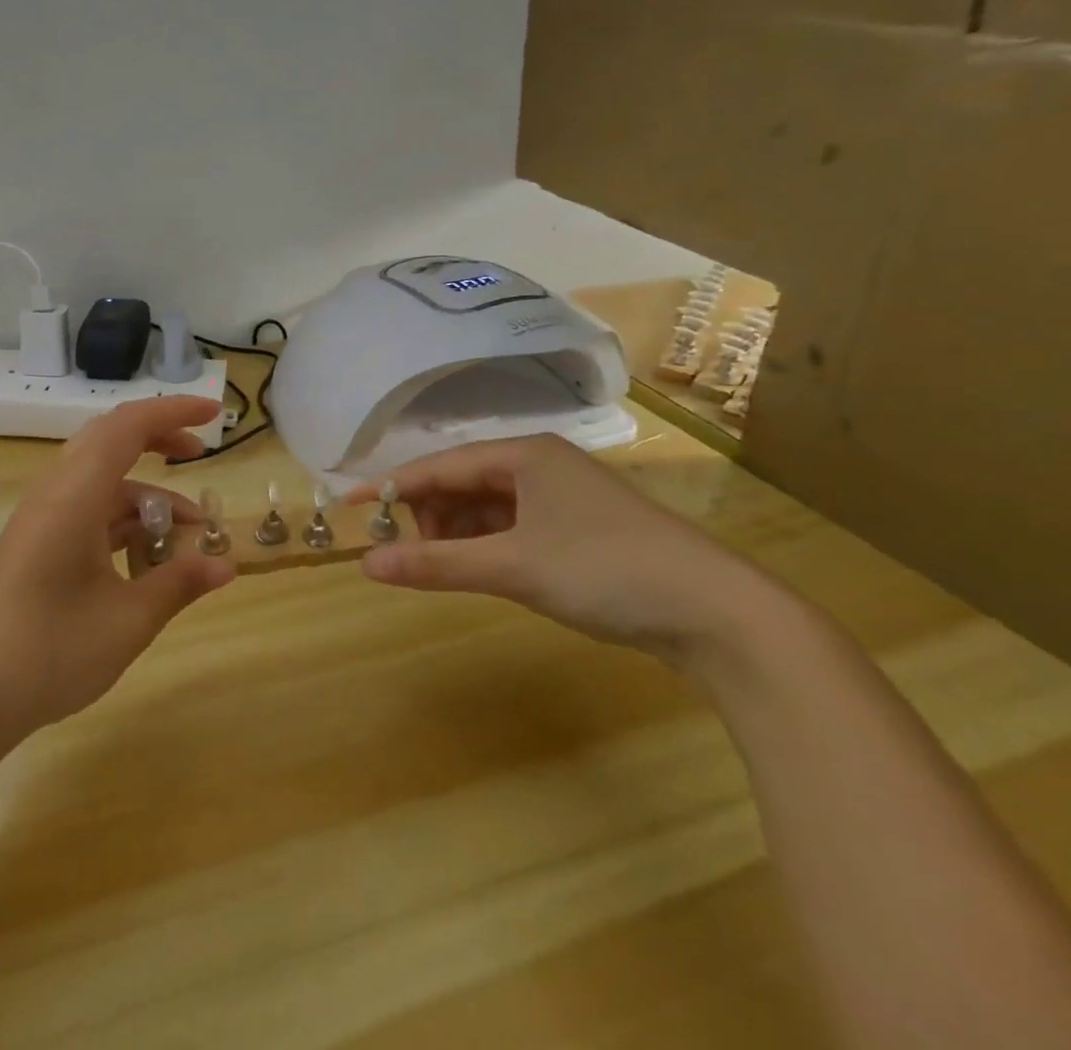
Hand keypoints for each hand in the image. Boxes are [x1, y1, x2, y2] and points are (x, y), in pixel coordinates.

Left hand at [0, 396, 235, 737]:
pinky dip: (121, 520)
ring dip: (143, 496)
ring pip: (99, 482)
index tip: (214, 415)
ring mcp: (40, 519)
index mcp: (74, 495)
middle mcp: (54, 494)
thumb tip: (226, 564)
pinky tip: (144, 559)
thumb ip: (179, 583)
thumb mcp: (128, 620)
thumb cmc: (50, 652)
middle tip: (199, 456)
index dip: (173, 412)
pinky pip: (85, 511)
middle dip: (157, 441)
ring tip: (185, 534)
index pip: (127, 427)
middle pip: (109, 442)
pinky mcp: (35, 543)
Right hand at [346, 434, 774, 666]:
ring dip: (460, 534)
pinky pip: (513, 526)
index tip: (347, 504)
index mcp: (524, 455)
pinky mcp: (580, 529)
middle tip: (413, 555)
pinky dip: (490, 546)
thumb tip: (366, 564)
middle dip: (431, 516)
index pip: (439, 465)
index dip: (390, 486)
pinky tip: (487, 570)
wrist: (723, 615)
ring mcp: (563, 497)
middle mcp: (540, 465)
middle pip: (461, 482)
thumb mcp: (512, 566)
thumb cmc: (606, 571)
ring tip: (451, 569)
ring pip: (487, 507)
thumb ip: (436, 564)